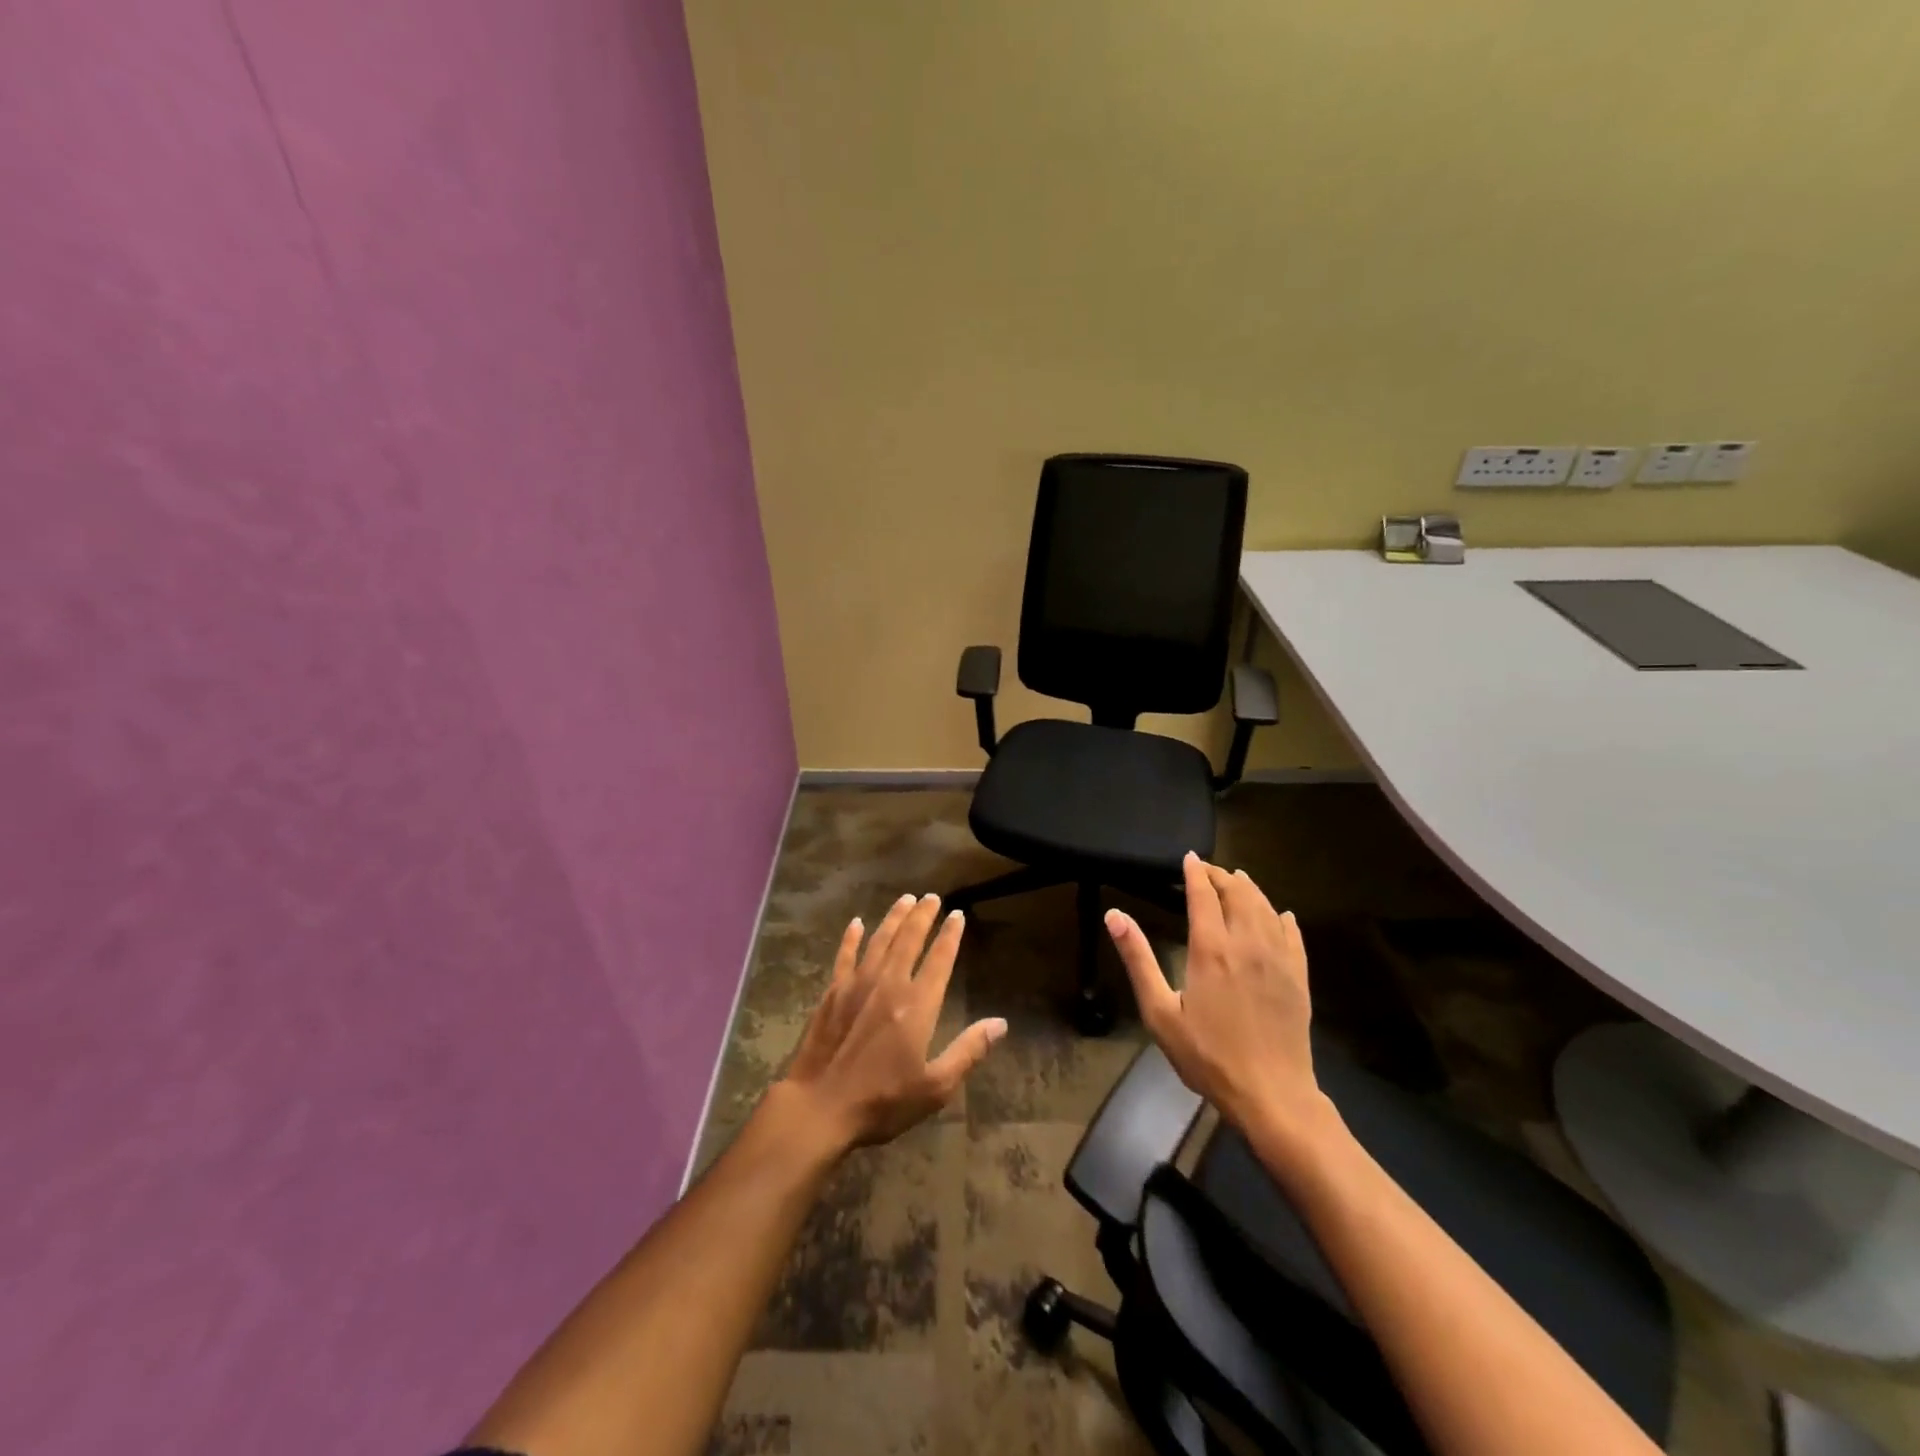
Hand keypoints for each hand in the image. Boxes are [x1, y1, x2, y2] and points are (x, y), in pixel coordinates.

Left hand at [777, 892, 1007, 1153]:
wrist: (820, 1106)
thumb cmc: (882, 1101)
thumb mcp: (935, 1087)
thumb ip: (968, 1051)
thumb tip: (1000, 1023)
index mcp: (918, 1005)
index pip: (939, 960)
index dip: (950, 935)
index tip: (958, 914)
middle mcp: (889, 985)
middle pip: (909, 940)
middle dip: (923, 916)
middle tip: (932, 896)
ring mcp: (857, 985)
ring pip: (880, 940)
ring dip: (894, 918)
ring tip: (906, 899)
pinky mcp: (832, 993)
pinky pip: (845, 956)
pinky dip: (852, 938)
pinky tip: (856, 923)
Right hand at [1105, 853, 1331, 1148]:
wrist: (1271, 1094)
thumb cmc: (1207, 1056)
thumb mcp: (1160, 1011)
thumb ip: (1138, 959)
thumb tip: (1114, 914)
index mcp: (1211, 948)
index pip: (1204, 894)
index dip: (1195, 872)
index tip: (1188, 858)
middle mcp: (1247, 943)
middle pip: (1238, 892)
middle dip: (1222, 875)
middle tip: (1207, 870)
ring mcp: (1278, 958)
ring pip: (1266, 907)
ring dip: (1249, 889)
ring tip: (1237, 881)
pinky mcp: (1298, 977)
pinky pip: (1292, 934)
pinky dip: (1281, 917)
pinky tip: (1279, 915)